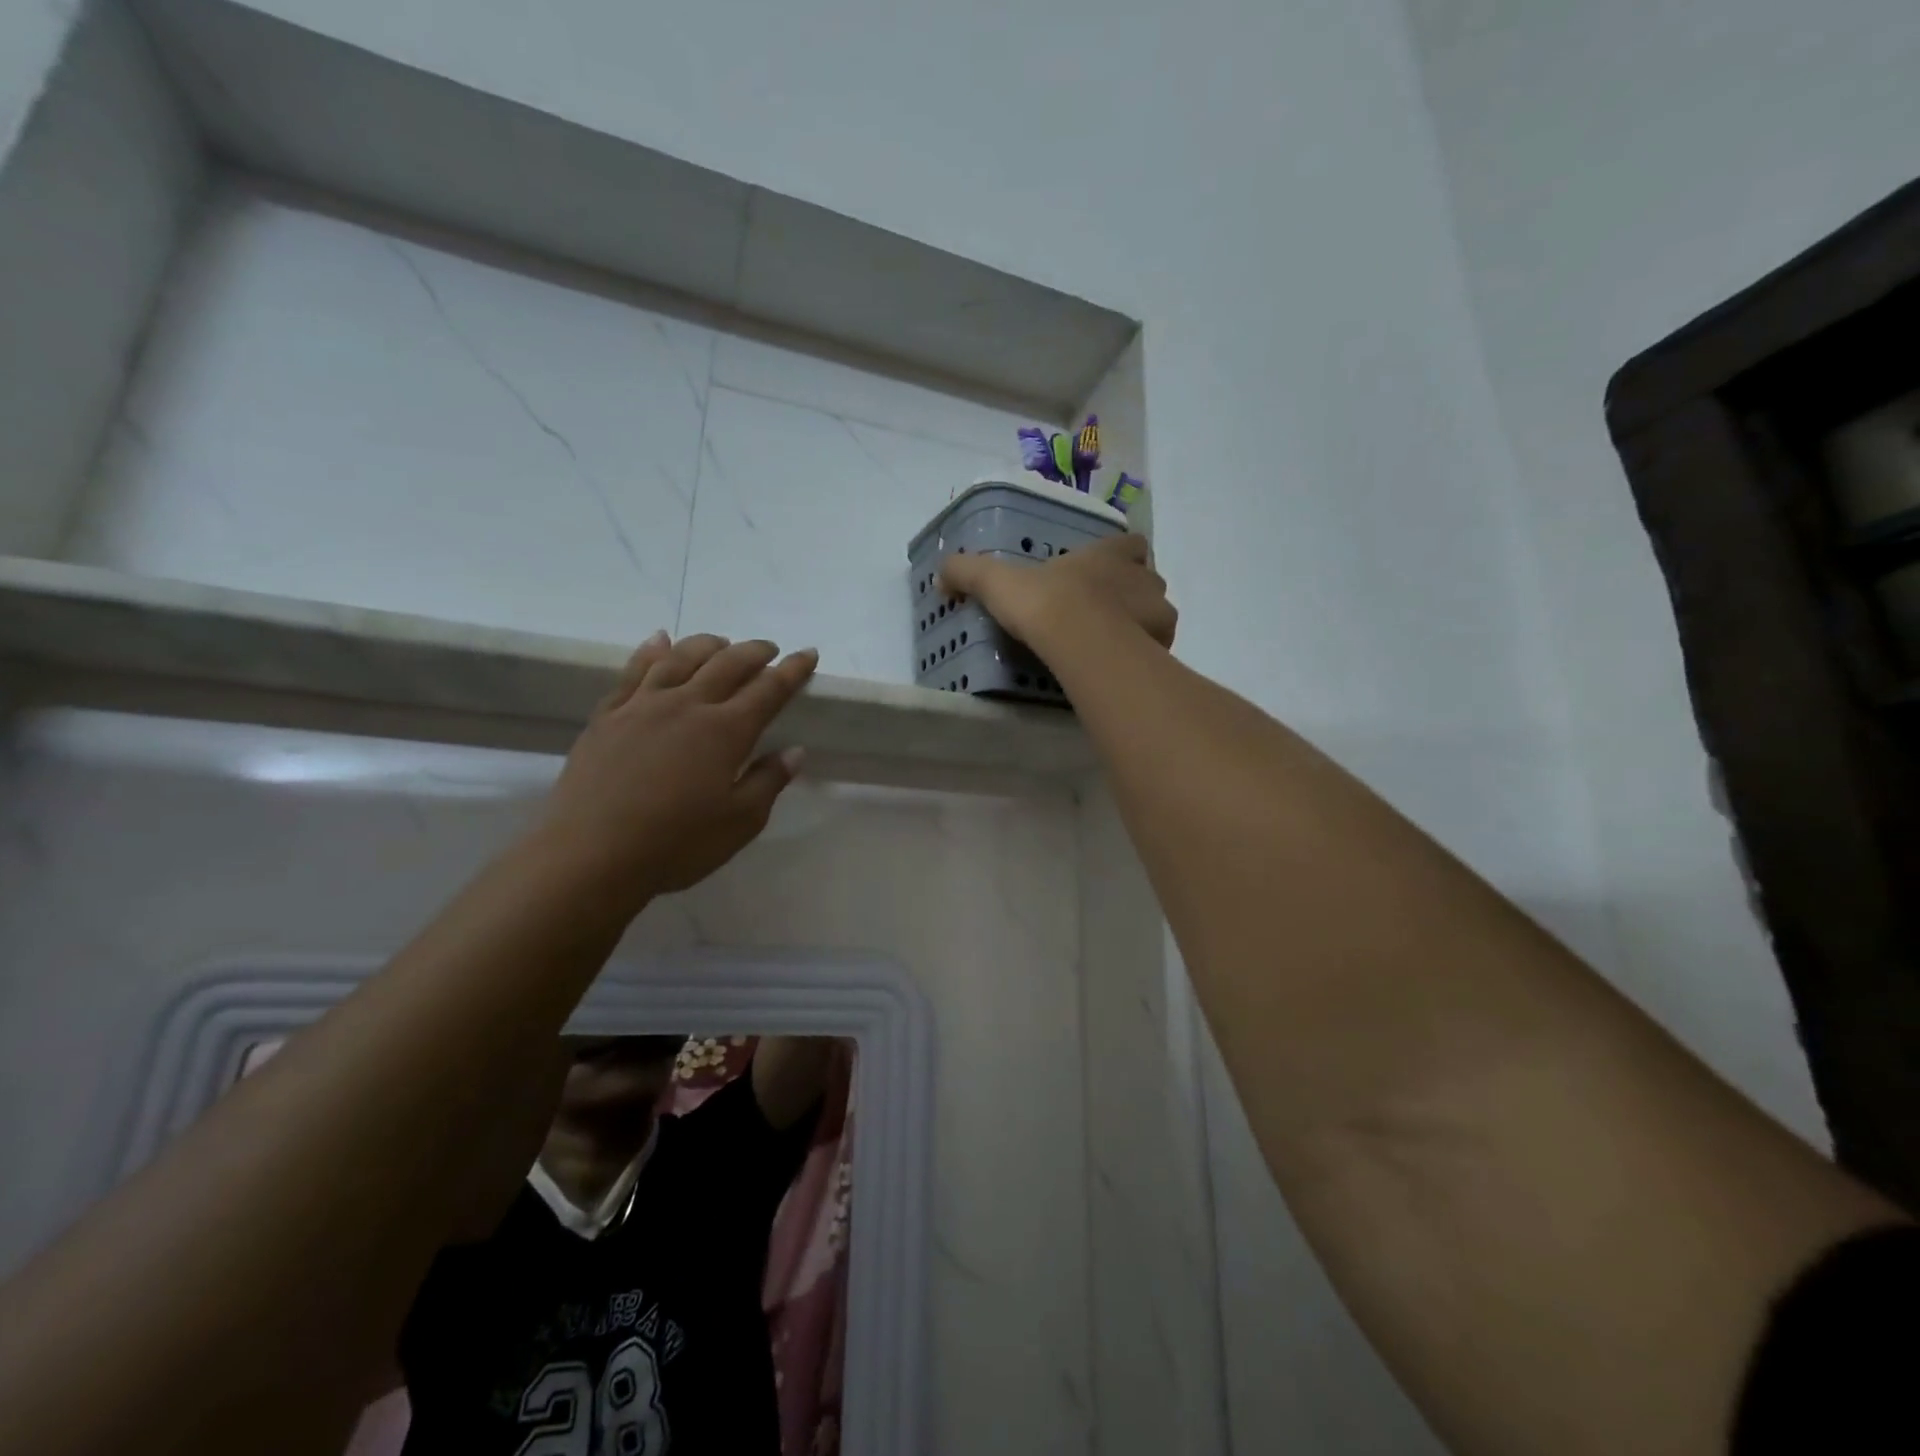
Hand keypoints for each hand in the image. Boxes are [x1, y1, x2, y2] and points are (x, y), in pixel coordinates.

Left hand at [539, 632, 818, 903]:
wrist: (590, 855)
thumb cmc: (676, 844)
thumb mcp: (739, 822)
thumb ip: (769, 781)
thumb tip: (794, 751)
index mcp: (725, 731)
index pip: (768, 690)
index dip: (792, 670)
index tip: (808, 653)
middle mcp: (687, 706)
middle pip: (727, 664)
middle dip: (754, 651)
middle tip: (768, 649)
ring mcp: (642, 706)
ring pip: (680, 658)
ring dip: (707, 644)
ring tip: (721, 642)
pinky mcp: (608, 716)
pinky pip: (633, 671)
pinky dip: (651, 651)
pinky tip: (659, 641)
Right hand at [939, 531, 1176, 648]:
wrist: (1080, 639)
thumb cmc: (1045, 602)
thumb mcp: (998, 582)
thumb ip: (969, 573)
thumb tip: (941, 573)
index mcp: (1109, 555)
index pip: (1131, 544)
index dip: (1122, 556)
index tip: (1105, 572)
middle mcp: (1142, 577)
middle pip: (1147, 580)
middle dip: (1133, 595)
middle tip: (1104, 616)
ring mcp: (1158, 611)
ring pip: (1158, 614)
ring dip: (1142, 626)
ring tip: (1113, 648)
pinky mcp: (1164, 645)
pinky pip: (1159, 648)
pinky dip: (1145, 656)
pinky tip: (1121, 669)